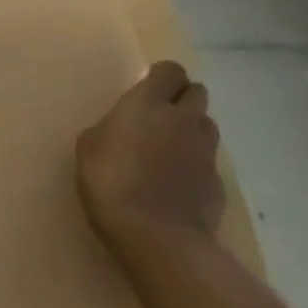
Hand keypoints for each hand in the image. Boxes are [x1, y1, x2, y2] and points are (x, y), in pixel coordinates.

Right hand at [77, 60, 224, 249]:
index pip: (170, 70)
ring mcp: (206, 152)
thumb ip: (110, 129)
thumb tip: (120, 131)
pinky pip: (210, 163)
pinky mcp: (218, 183)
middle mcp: (183, 119)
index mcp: (148, 103)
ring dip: (193, 129)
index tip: (148, 90)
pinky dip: (197, 166)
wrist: (156, 237)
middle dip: (183, 98)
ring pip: (207, 125)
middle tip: (161, 116)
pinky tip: (179, 184)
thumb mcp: (89, 147)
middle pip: (197, 92)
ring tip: (171, 149)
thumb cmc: (110, 182)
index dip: (162, 77)